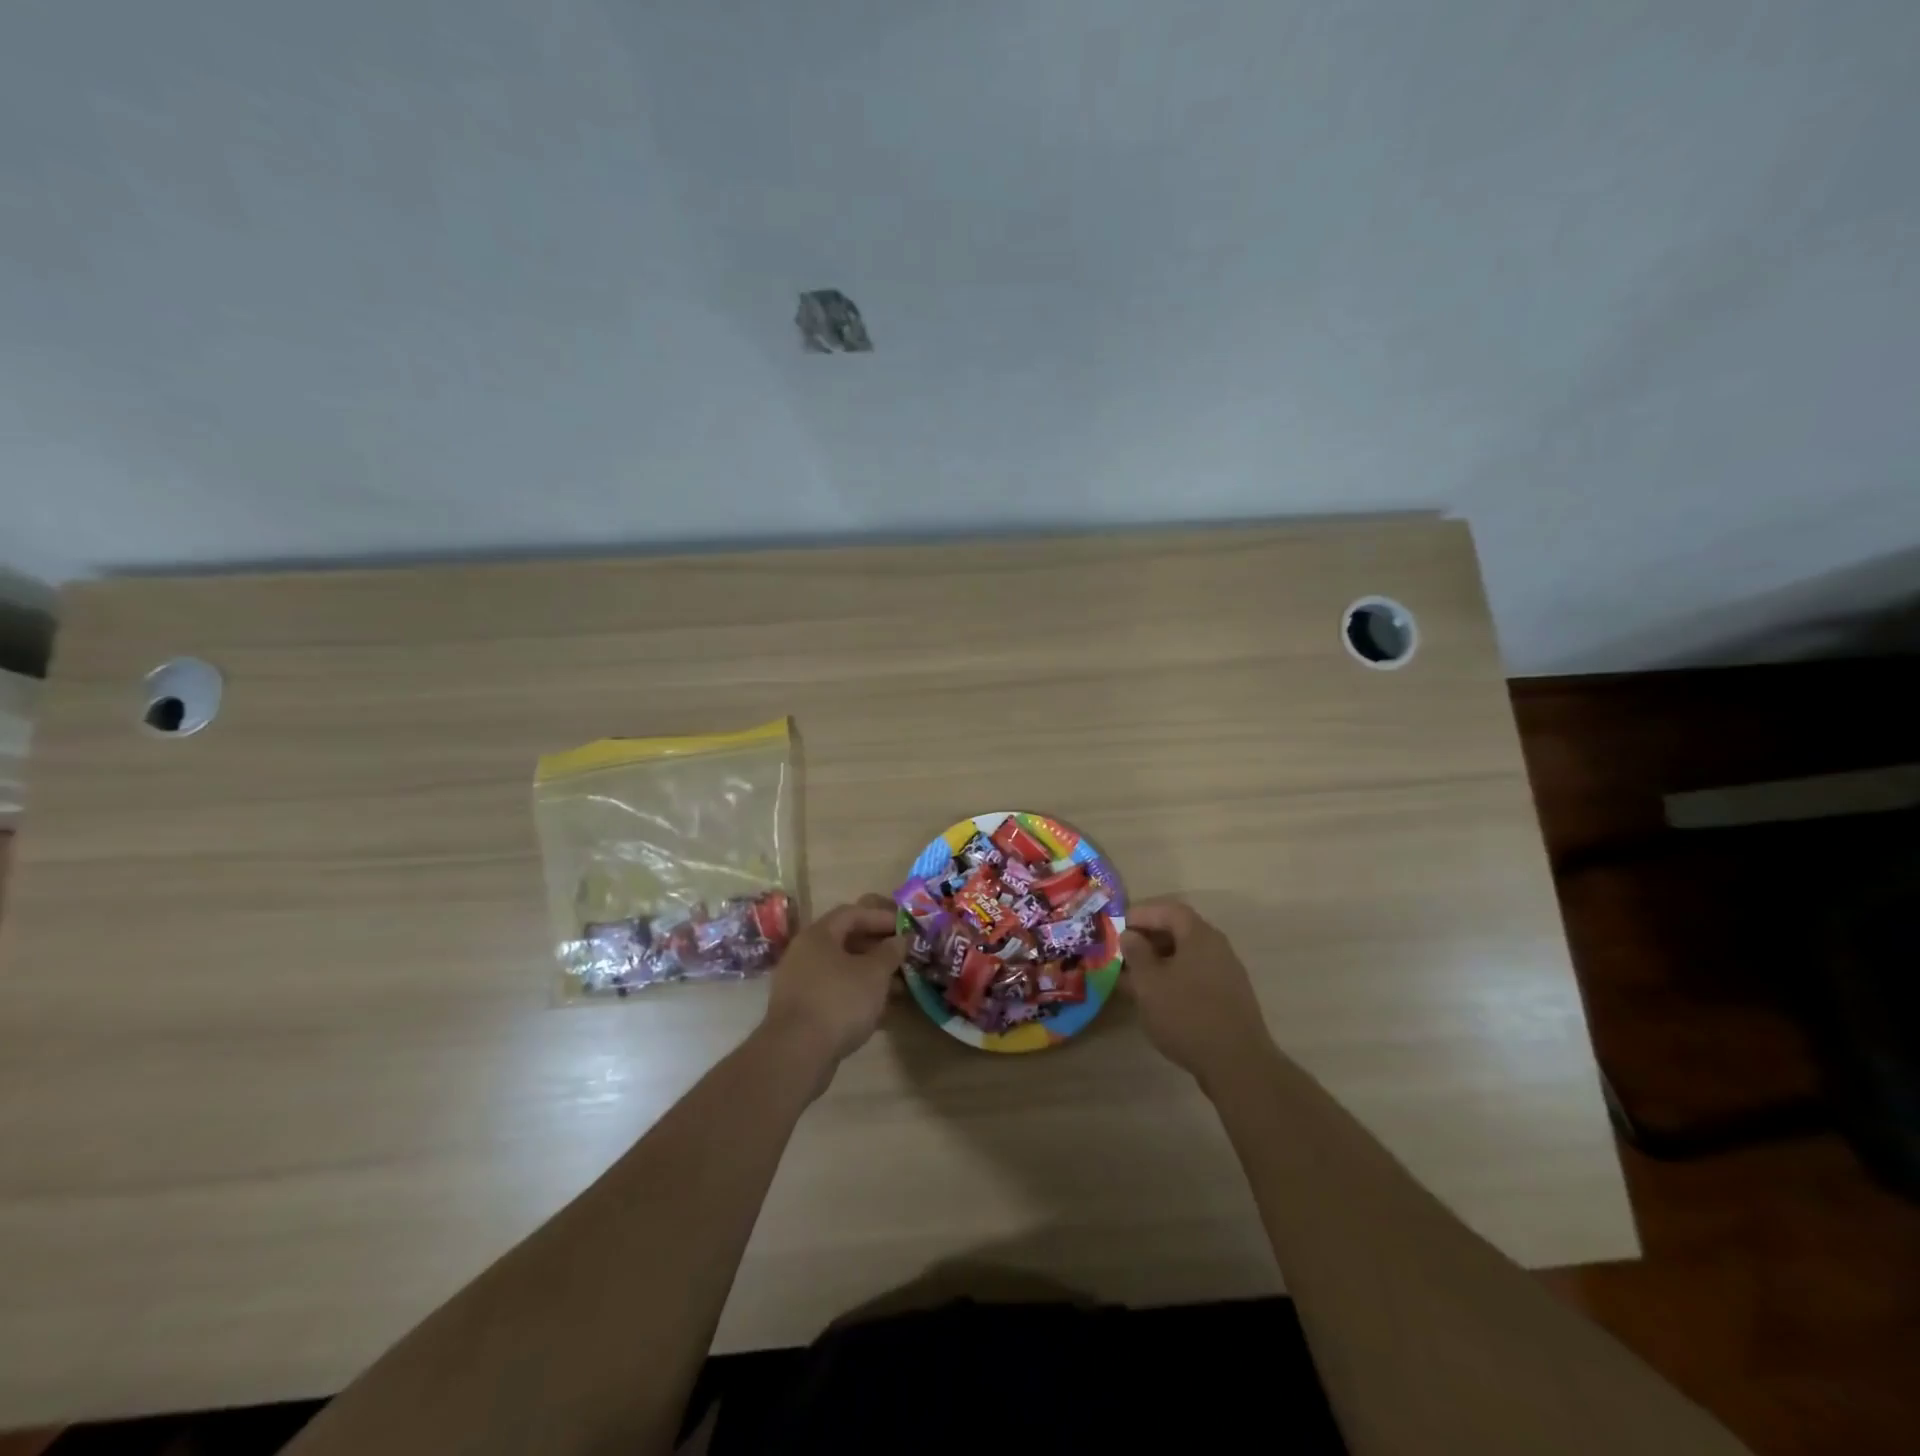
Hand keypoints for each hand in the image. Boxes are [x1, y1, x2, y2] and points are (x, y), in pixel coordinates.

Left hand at [761, 896, 903, 1072]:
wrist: (796, 1054)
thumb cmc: (839, 1001)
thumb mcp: (874, 973)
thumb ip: (890, 952)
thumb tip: (901, 939)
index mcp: (818, 935)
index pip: (852, 913)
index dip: (881, 918)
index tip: (906, 928)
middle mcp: (804, 954)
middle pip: (846, 942)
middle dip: (879, 949)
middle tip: (904, 958)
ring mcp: (800, 983)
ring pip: (842, 971)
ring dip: (871, 976)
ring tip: (900, 989)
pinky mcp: (801, 1011)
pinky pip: (835, 993)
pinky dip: (857, 996)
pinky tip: (881, 1012)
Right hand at [1120, 899, 1275, 1090]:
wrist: (1237, 1064)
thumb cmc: (1187, 1015)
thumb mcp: (1149, 983)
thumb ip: (1136, 953)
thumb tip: (1130, 935)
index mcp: (1200, 936)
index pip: (1168, 910)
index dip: (1141, 913)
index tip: (1118, 926)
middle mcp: (1217, 948)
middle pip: (1179, 931)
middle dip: (1148, 940)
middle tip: (1123, 953)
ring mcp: (1226, 974)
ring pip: (1186, 957)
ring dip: (1159, 962)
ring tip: (1134, 980)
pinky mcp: (1229, 998)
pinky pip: (1196, 977)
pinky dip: (1174, 980)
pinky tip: (1158, 1001)